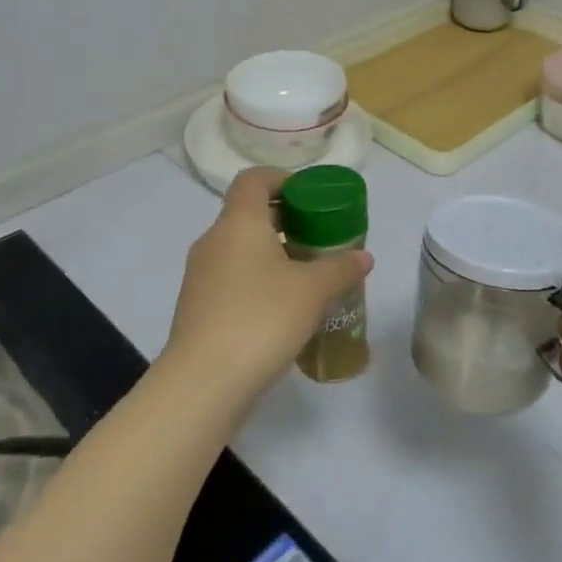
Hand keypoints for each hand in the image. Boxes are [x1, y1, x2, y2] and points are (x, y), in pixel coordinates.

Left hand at [162, 167, 373, 418]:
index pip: (253, 179)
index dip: (281, 178)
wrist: (204, 383)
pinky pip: (232, 278)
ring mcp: (200, 276)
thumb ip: (341, 267)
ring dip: (273, 253)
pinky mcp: (198, 307)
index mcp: (238, 222)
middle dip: (286, 220)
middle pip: (249, 213)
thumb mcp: (313, 291)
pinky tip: (283, 309)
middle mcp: (214, 241)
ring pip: (241, 249)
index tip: (310, 195)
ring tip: (307, 276)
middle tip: (320, 237)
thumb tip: (363, 257)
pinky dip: (257, 280)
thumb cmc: (261, 319)